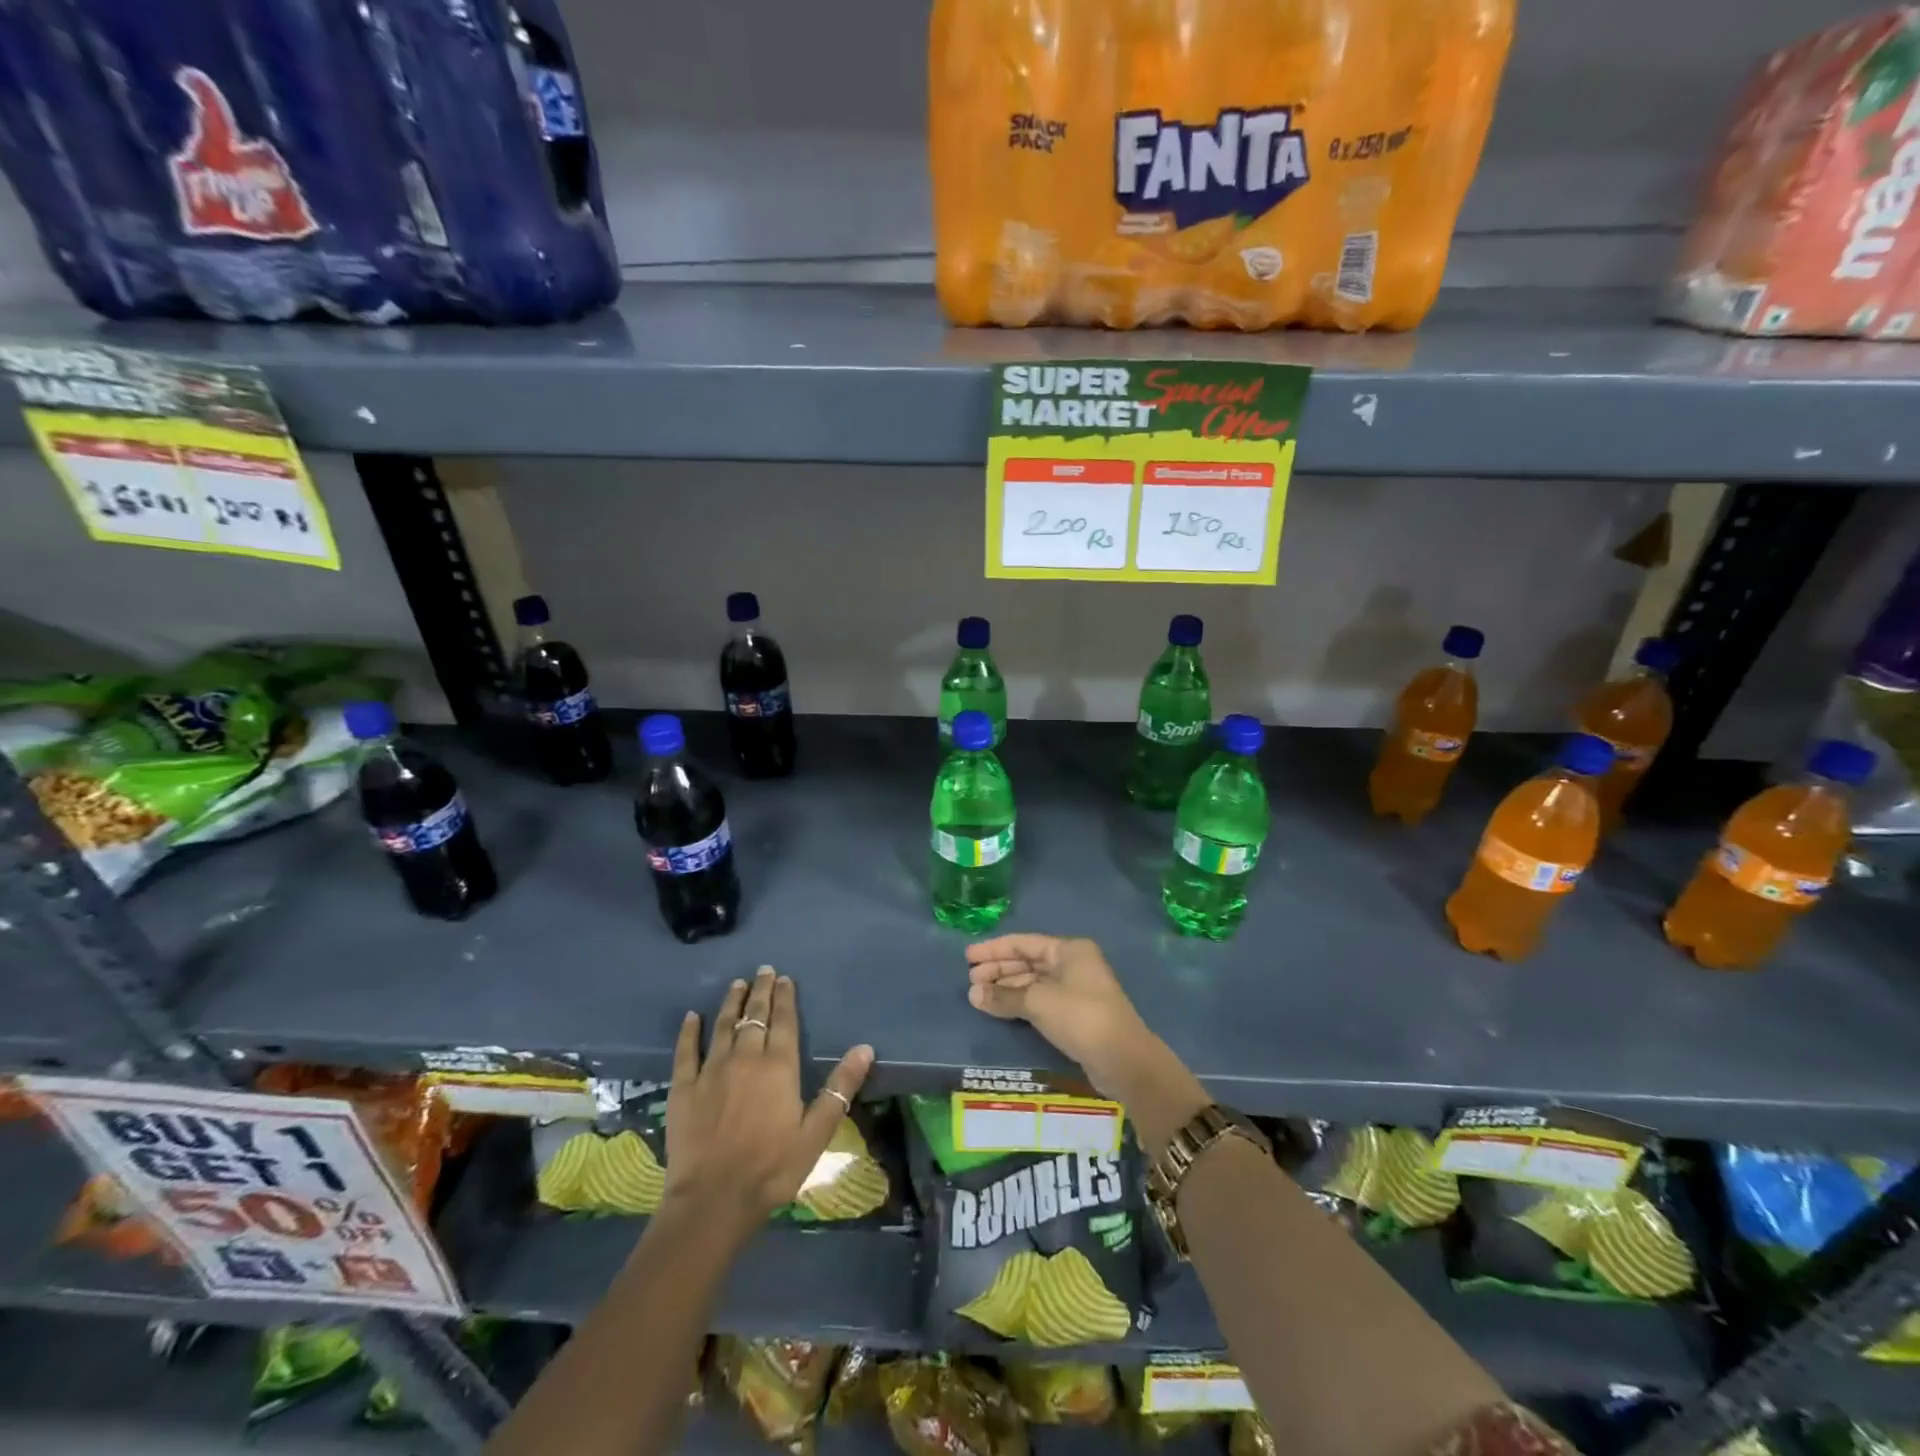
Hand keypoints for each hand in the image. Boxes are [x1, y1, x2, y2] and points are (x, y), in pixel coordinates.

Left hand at [663, 966, 873, 1231]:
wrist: (713, 1200)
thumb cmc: (772, 1168)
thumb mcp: (816, 1132)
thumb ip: (840, 1088)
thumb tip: (865, 1048)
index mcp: (779, 1067)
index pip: (784, 1021)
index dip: (785, 998)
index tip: (784, 978)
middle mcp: (745, 1058)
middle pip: (754, 1017)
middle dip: (760, 991)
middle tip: (763, 970)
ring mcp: (711, 1070)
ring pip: (723, 1026)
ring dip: (731, 1003)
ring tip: (736, 984)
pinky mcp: (683, 1088)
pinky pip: (686, 1051)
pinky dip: (689, 1032)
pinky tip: (692, 1017)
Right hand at [963, 935, 1155, 1096]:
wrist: (1121, 1058)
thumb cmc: (1080, 1016)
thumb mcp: (1038, 1002)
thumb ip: (1004, 996)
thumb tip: (973, 994)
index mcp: (1069, 950)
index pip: (1023, 943)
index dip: (994, 949)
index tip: (968, 957)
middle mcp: (1073, 964)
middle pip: (1028, 961)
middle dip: (999, 970)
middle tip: (970, 980)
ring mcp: (1075, 989)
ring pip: (1033, 982)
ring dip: (1006, 988)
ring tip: (978, 996)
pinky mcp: (1075, 1014)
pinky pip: (1040, 1000)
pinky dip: (1019, 1003)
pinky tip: (1000, 1009)